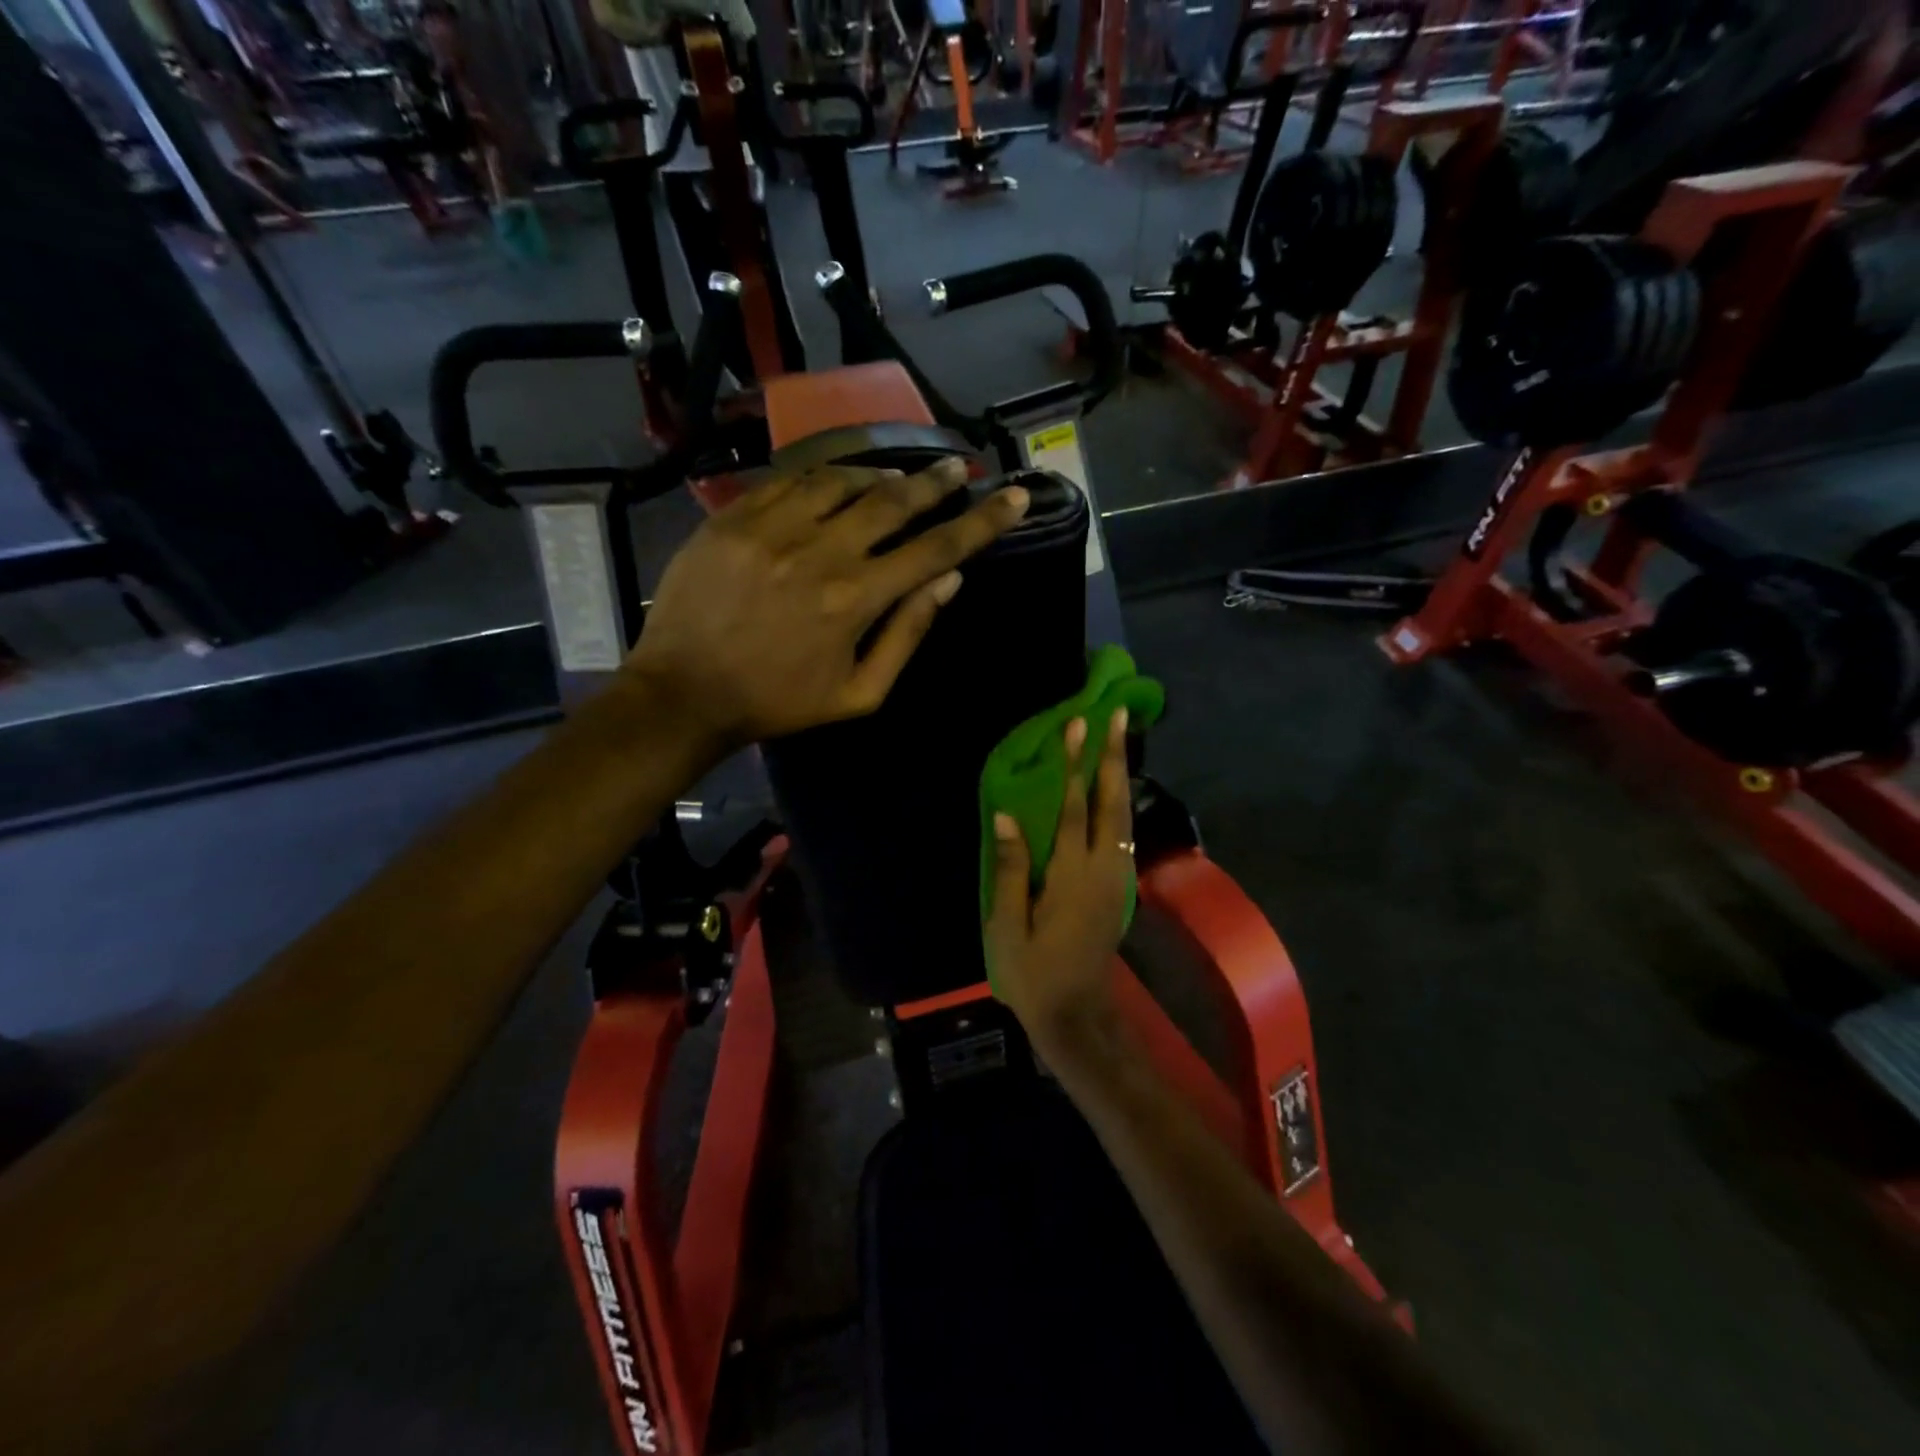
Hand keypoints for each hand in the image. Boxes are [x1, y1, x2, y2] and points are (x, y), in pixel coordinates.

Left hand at [627, 458, 1028, 748]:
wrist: (684, 692)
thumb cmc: (779, 702)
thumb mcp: (858, 694)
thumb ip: (907, 635)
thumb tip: (950, 581)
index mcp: (855, 599)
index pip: (936, 548)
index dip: (983, 522)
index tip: (1015, 497)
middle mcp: (819, 551)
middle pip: (894, 500)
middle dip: (936, 482)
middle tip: (960, 468)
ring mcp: (771, 527)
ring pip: (843, 481)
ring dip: (880, 476)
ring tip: (898, 480)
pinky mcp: (733, 517)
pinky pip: (790, 480)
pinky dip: (824, 478)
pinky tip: (837, 484)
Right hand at [985, 709, 1133, 1054]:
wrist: (1075, 1013)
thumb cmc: (1031, 972)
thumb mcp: (1007, 925)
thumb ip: (1010, 869)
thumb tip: (1008, 816)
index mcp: (1071, 877)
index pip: (1074, 808)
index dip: (1075, 765)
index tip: (1078, 725)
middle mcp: (1102, 870)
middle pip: (1111, 803)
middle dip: (1114, 757)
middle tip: (1118, 716)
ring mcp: (1116, 879)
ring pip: (1123, 817)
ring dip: (1121, 776)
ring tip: (1120, 740)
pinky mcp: (1119, 888)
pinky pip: (1123, 834)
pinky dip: (1120, 803)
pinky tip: (1114, 789)